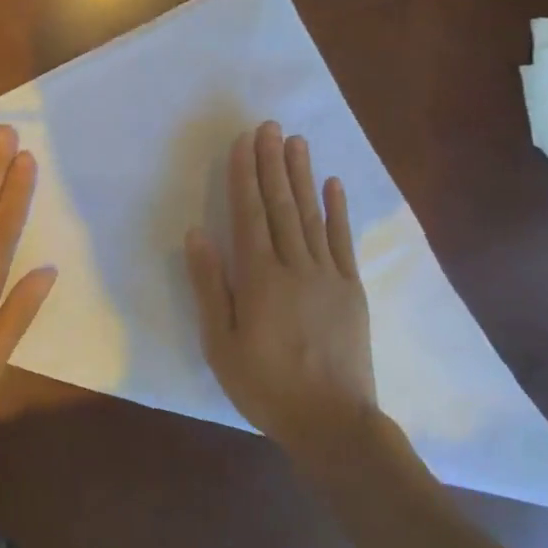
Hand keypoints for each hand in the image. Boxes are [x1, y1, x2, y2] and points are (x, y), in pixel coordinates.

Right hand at [185, 121, 378, 457]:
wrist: (333, 422)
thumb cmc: (265, 386)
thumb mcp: (220, 343)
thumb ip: (209, 286)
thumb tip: (197, 235)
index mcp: (260, 279)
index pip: (249, 215)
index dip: (245, 177)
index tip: (243, 143)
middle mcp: (295, 266)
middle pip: (281, 205)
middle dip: (272, 163)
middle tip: (269, 126)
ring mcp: (328, 275)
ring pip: (311, 215)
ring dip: (302, 176)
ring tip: (296, 142)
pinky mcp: (351, 289)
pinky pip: (343, 241)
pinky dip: (338, 210)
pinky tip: (334, 184)